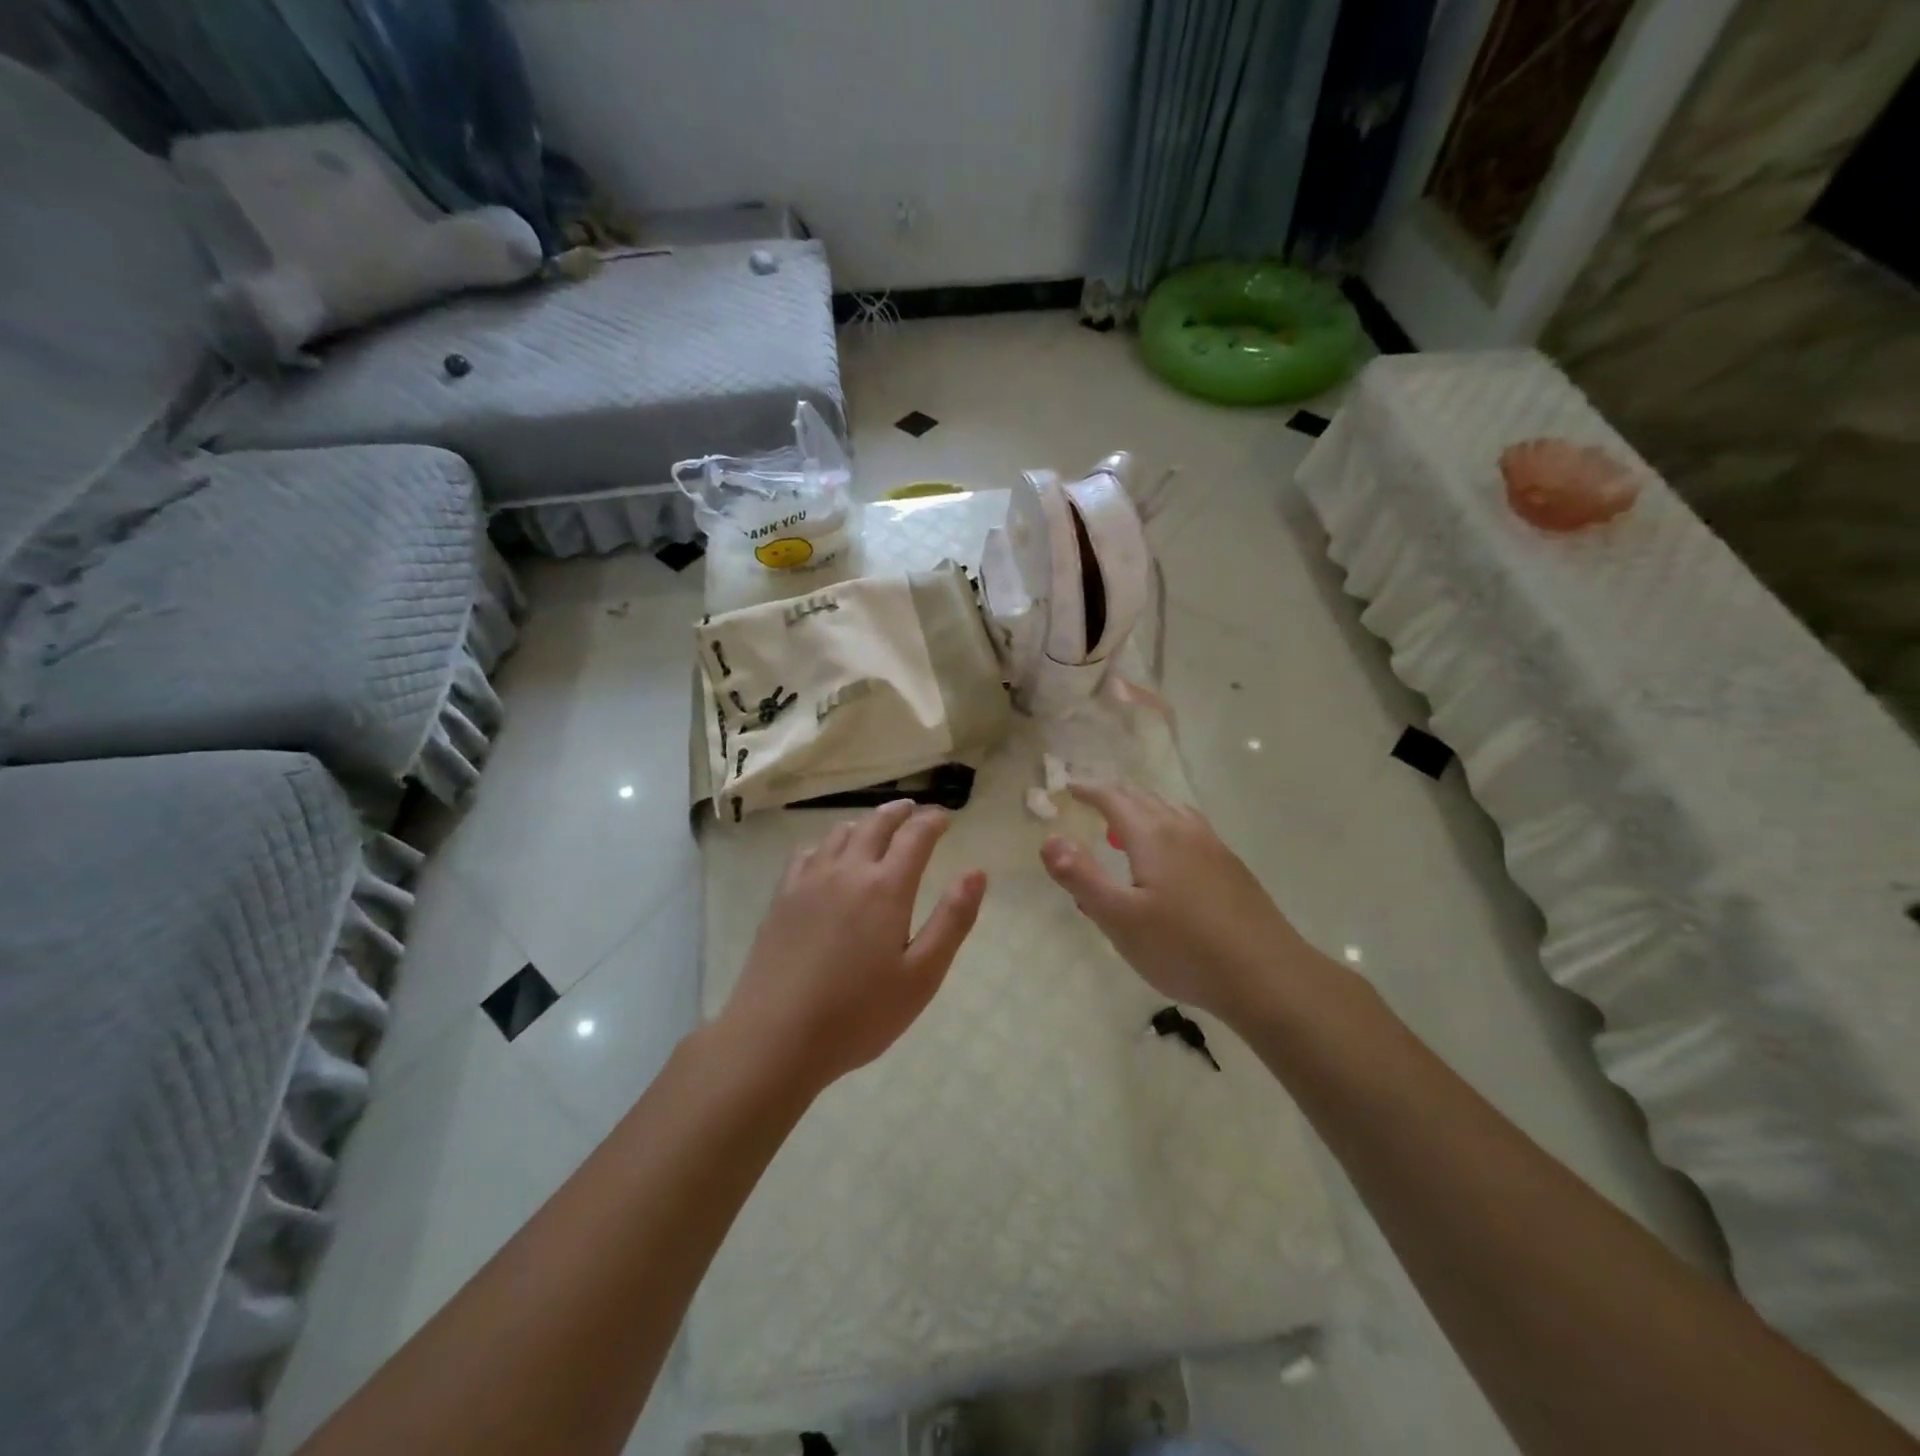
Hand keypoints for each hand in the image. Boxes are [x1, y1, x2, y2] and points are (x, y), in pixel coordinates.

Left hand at [724, 800, 986, 1092]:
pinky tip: (827, 856)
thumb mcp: (922, 976)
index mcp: (886, 888)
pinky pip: (807, 853)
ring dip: (865, 822)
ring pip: (840, 834)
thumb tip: (977, 873)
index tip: (945, 818)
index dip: (932, 821)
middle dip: (899, 812)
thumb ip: (952, 920)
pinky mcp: (782, 897)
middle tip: (914, 810)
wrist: (775, 1036)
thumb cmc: (859, 1014)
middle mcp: (847, 871)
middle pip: (876, 824)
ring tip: (876, 826)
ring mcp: (809, 881)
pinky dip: (827, 843)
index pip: (915, 836)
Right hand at [1040, 782, 1316, 1024]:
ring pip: (1172, 811)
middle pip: (1144, 798)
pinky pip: (1191, 829)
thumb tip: (1049, 839)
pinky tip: (1171, 857)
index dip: (1089, 790)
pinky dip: (1167, 826)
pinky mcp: (1232, 868)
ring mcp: (1214, 847)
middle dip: (1115, 795)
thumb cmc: (1184, 948)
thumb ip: (1081, 877)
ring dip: (1144, 809)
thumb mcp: (1119, 918)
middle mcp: (1184, 830)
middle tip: (1092, 800)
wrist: (1267, 976)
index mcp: (1153, 836)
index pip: (1114, 798)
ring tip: (1127, 825)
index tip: (1069, 788)